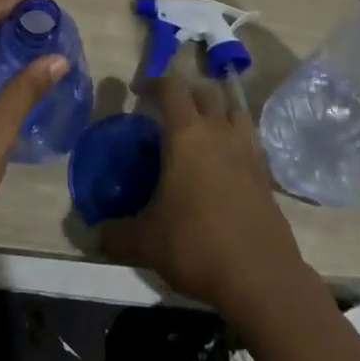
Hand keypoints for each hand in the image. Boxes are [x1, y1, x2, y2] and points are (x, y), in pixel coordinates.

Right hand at [102, 75, 310, 314]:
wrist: (260, 277)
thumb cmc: (196, 244)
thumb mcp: (146, 241)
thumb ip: (117, 233)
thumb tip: (94, 234)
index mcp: (187, 134)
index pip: (172, 88)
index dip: (154, 82)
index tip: (139, 91)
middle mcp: (219, 132)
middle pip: (205, 93)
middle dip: (185, 94)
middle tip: (168, 112)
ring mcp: (247, 151)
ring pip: (233, 111)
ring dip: (216, 111)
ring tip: (201, 130)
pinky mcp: (265, 174)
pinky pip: (248, 141)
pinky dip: (234, 140)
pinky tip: (224, 164)